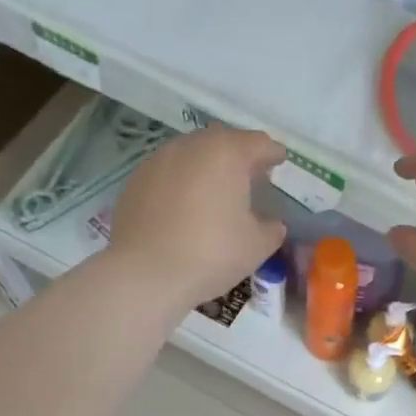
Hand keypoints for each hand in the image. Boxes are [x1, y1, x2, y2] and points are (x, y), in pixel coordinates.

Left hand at [108, 126, 286, 305]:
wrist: (144, 274)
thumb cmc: (210, 254)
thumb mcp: (256, 246)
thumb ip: (271, 229)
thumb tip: (272, 224)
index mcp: (227, 153)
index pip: (259, 143)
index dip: (273, 153)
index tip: (280, 160)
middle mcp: (191, 146)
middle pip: (222, 142)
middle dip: (239, 156)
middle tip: (251, 176)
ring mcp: (158, 160)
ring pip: (192, 155)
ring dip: (208, 167)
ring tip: (217, 191)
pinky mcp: (136, 180)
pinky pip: (169, 174)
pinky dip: (183, 183)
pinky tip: (186, 207)